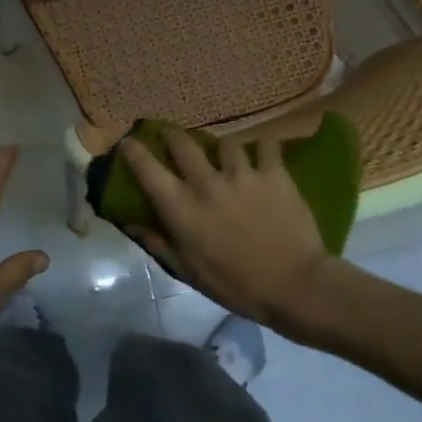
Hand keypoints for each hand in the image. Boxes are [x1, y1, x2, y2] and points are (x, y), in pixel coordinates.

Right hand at [122, 130, 335, 333]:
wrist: (293, 284)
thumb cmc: (235, 285)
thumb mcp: (188, 271)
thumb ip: (158, 243)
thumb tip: (131, 223)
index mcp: (180, 207)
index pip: (146, 168)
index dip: (133, 150)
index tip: (129, 142)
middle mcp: (206, 182)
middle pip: (182, 142)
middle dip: (173, 136)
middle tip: (174, 139)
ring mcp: (242, 173)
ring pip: (225, 142)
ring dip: (222, 148)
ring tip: (227, 156)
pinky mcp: (274, 173)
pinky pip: (266, 146)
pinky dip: (262, 149)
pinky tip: (263, 157)